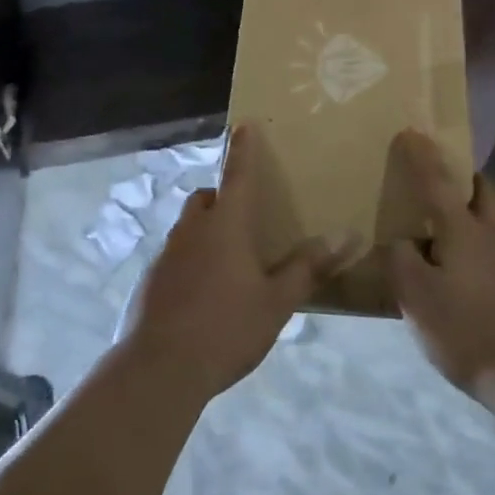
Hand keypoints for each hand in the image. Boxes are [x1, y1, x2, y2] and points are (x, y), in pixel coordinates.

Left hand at [118, 124, 354, 404]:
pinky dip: (188, 262)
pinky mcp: (148, 281)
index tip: (243, 125)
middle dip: (221, 198)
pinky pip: (173, 258)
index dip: (242, 149)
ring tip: (226, 263)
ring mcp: (165, 254)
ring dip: (204, 231)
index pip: (237, 174)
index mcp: (225, 224)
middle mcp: (192, 229)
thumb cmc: (226, 328)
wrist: (158, 370)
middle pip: (205, 198)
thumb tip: (347, 235)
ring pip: (187, 228)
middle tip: (242, 219)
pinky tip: (200, 296)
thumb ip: (308, 267)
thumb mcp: (276, 302)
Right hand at [386, 130, 494, 406]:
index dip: (422, 157)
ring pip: (493, 225)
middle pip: (484, 194)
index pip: (437, 182)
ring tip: (444, 234)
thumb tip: (398, 241)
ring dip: (473, 216)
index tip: (412, 131)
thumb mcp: (418, 298)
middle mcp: (493, 237)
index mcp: (463, 230)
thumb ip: (400, 262)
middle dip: (466, 180)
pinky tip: (462, 279)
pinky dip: (478, 252)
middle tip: (444, 180)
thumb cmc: (472, 331)